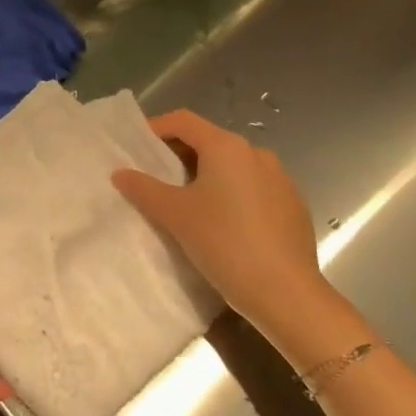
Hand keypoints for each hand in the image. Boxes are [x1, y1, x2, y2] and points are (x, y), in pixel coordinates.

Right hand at [112, 110, 325, 326]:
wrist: (287, 294)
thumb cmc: (224, 243)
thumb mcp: (174, 214)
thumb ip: (144, 188)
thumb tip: (120, 173)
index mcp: (227, 147)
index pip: (183, 121)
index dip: (156, 128)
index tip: (137, 148)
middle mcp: (256, 154)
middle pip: (209, 141)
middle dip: (180, 155)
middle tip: (156, 178)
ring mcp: (281, 180)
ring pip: (233, 167)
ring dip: (207, 176)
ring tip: (188, 203)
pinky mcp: (294, 206)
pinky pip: (254, 188)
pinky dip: (232, 195)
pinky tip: (224, 225)